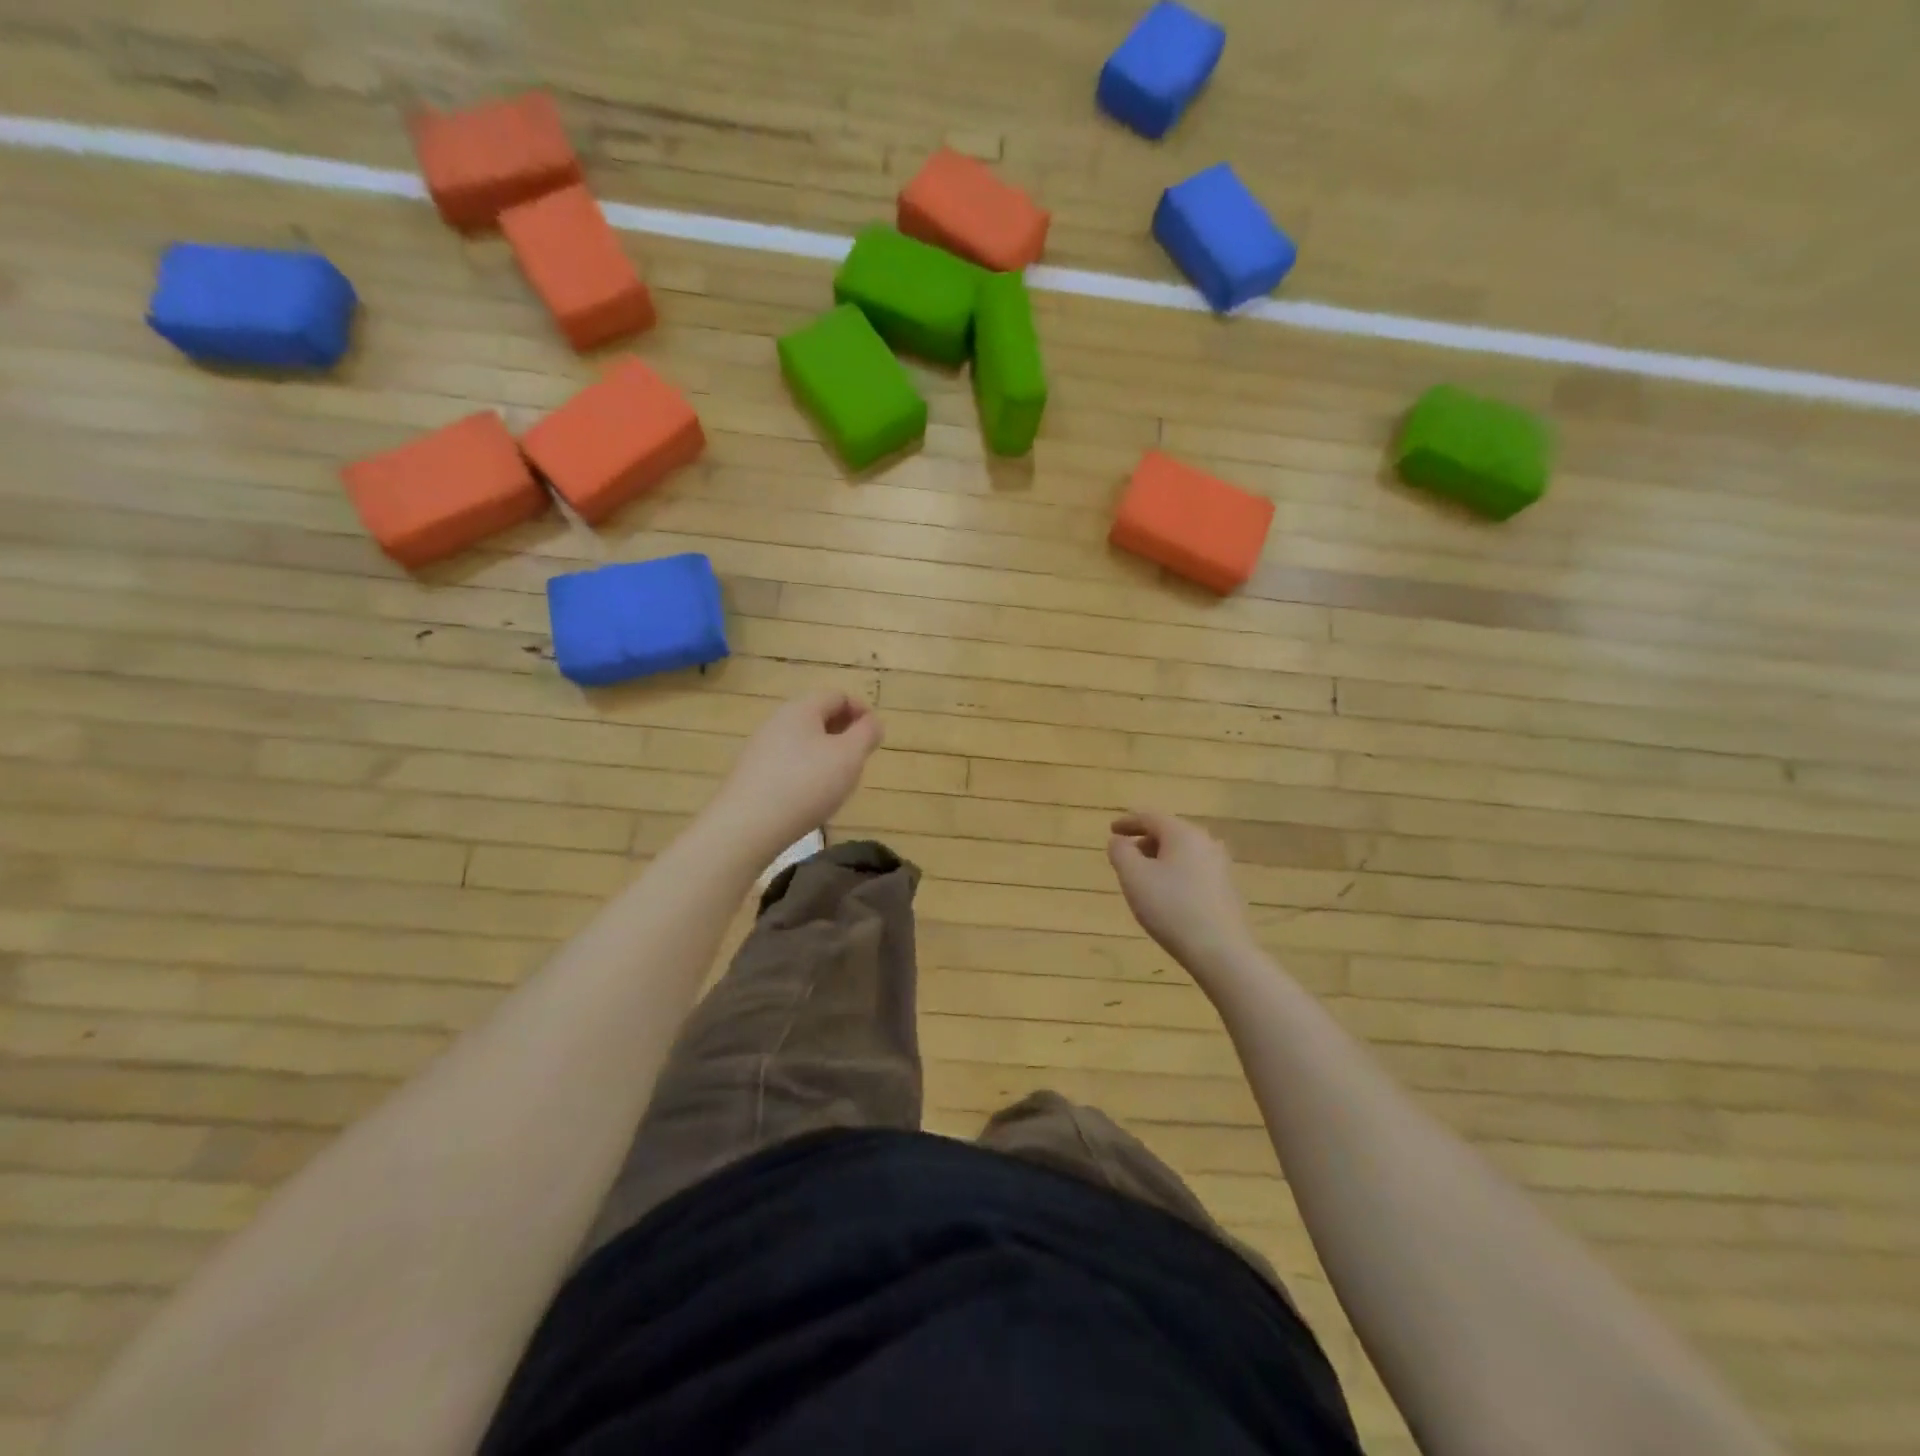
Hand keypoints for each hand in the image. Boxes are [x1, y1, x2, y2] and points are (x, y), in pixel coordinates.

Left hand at [709, 690, 882, 854]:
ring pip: (803, 741)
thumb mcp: (849, 756)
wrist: (746, 827)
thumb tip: (872, 722)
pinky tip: (811, 797)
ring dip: (826, 754)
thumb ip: (867, 734)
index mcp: (801, 709)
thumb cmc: (806, 784)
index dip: (861, 710)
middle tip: (860, 759)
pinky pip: (788, 763)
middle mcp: (777, 721)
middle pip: (818, 717)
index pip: (837, 695)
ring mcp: (760, 748)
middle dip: (844, 733)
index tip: (875, 736)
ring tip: (839, 781)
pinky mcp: (752, 774)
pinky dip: (806, 771)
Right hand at [1108, 812, 1256, 975]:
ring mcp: (1221, 866)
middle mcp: (1206, 842)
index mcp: (1183, 833)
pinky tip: (1167, 895)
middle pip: (1169, 833)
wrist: (1221, 951)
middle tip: (1125, 856)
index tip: (1111, 830)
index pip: (1150, 817)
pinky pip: (1194, 871)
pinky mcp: (1227, 890)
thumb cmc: (1171, 907)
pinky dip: (1175, 874)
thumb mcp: (1133, 877)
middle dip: (1144, 841)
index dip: (1127, 822)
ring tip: (1143, 878)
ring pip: (1183, 853)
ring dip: (1160, 859)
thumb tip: (1120, 841)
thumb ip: (1121, 852)